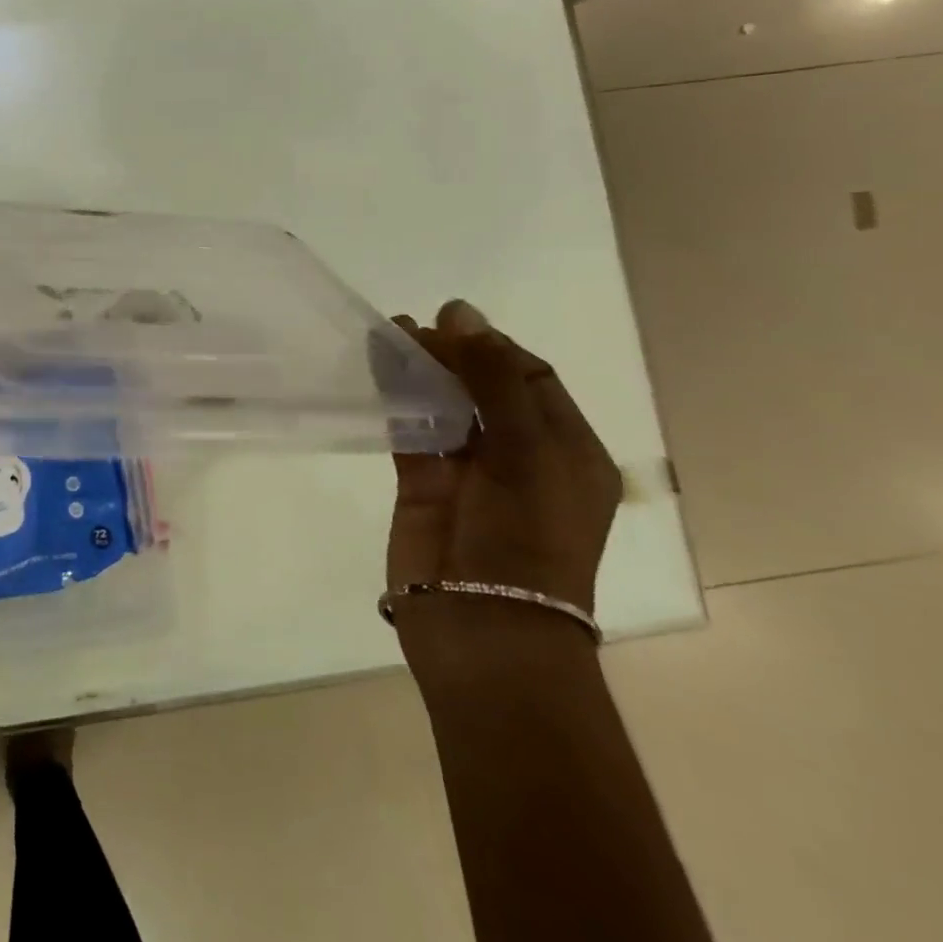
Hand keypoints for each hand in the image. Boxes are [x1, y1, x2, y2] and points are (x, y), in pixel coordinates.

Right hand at [386, 300, 621, 677]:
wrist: (483, 628)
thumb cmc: (526, 540)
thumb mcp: (527, 453)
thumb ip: (494, 381)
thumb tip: (462, 314)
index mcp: (565, 449)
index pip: (530, 377)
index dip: (492, 345)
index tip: (450, 321)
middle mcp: (520, 455)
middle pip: (483, 387)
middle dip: (451, 353)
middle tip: (411, 327)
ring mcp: (468, 470)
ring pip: (442, 404)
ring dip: (419, 371)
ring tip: (388, 335)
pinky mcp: (424, 483)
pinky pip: (410, 428)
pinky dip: (395, 399)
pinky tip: (377, 371)